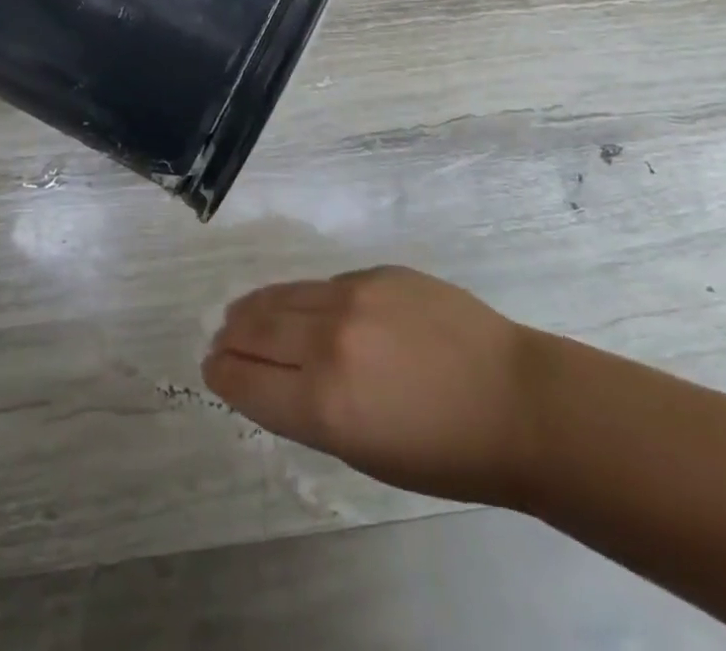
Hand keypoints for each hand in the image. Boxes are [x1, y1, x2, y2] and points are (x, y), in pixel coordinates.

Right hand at [203, 266, 539, 506]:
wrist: (514, 400)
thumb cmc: (444, 453)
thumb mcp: (364, 453)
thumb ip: (309, 411)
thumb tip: (271, 379)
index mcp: (323, 404)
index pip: (246, 380)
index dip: (222, 374)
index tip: (211, 369)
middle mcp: (328, 341)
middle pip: (255, 329)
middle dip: (230, 337)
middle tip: (219, 340)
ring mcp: (352, 297)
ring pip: (282, 295)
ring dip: (254, 308)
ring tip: (241, 313)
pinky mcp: (376, 272)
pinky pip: (323, 285)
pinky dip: (302, 298)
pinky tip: (302, 306)